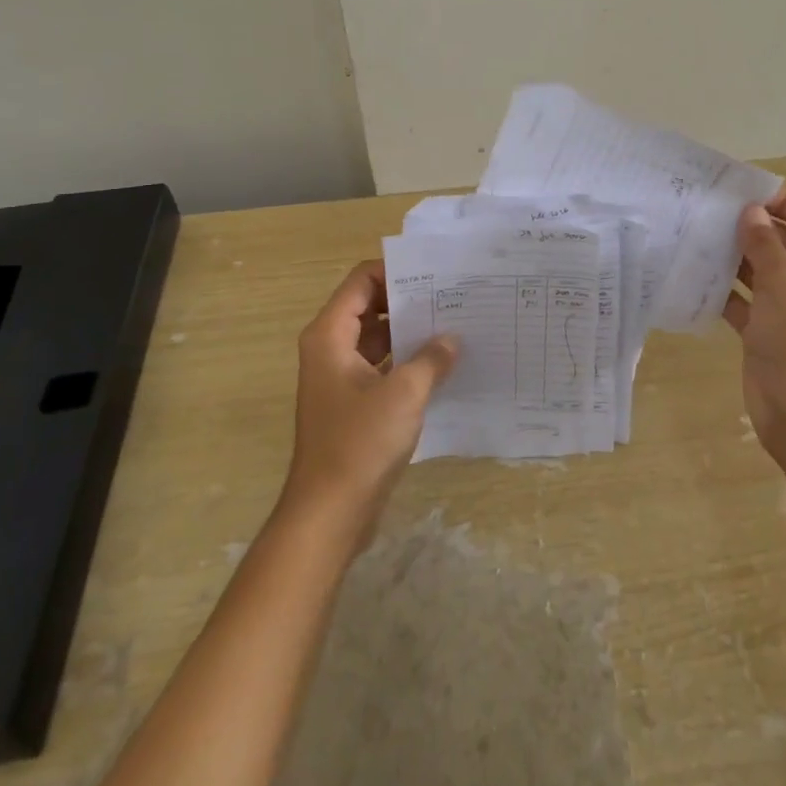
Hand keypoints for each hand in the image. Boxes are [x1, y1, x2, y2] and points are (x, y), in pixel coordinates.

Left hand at [280, 261, 457, 544]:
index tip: (436, 273)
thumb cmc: (359, 443)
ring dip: (412, 333)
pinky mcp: (354, 404)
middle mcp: (331, 349)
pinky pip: (383, 368)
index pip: (361, 281)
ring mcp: (341, 378)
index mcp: (330, 335)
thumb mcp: (404, 393)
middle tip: (454, 296)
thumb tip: (453, 339)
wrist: (329, 514)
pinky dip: (408, 363)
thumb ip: (431, 358)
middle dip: (410, 301)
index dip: (395, 271)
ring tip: (456, 326)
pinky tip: (444, 366)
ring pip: (379, 339)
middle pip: (370, 307)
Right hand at [722, 189, 785, 460]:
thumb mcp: (783, 284)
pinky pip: (743, 301)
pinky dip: (724, 290)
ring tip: (696, 237)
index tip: (744, 195)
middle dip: (751, 229)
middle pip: (784, 242)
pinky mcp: (766, 332)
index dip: (784, 203)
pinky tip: (694, 276)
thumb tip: (751, 211)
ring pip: (760, 271)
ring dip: (733, 257)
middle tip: (709, 213)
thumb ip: (764, 245)